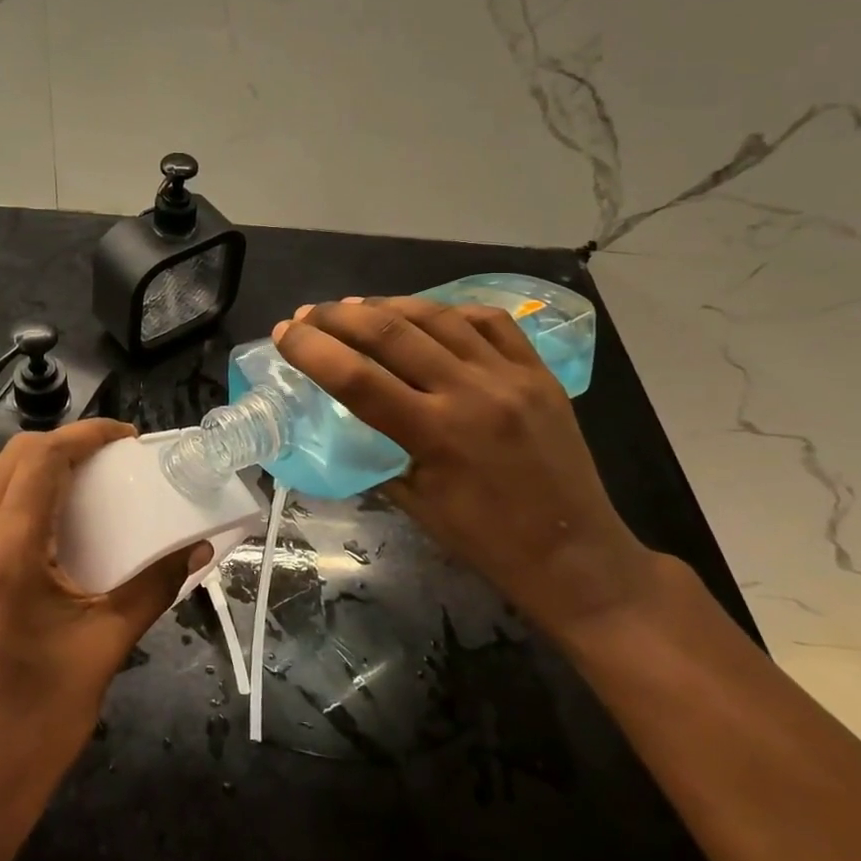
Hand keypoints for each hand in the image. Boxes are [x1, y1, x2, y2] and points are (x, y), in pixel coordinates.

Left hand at [0, 420, 197, 860]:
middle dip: (61, 443)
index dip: (86, 434)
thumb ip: (153, 586)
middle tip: (109, 459)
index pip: (42, 459)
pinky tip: (53, 525)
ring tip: (84, 482)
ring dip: (35, 465)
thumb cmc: (40, 719)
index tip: (127, 437)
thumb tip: (197, 547)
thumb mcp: (106, 647)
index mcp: (9, 552)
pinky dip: (17, 494)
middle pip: (11, 457)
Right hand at [276, 297, 661, 638]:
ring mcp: (511, 375)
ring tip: (356, 307)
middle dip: (339, 316)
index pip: (356, 377)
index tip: (284, 333)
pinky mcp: (540, 371)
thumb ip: (378, 450)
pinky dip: (448, 310)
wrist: (576, 555)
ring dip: (388, 305)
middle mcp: (471, 392)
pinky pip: (490, 320)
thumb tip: (348, 415)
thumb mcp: (414, 502)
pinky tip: (426, 314)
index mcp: (435, 434)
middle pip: (390, 331)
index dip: (311, 349)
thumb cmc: (485, 541)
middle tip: (311, 314)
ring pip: (438, 315)